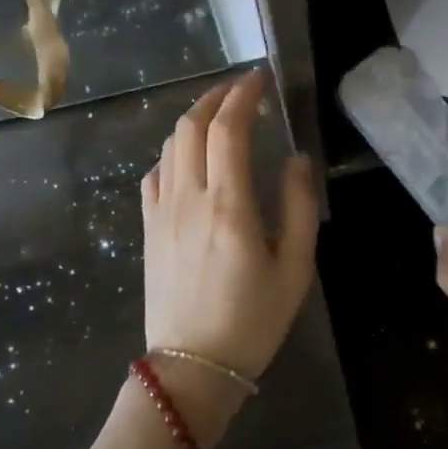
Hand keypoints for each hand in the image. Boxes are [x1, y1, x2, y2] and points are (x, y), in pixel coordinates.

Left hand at [140, 70, 319, 398]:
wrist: (191, 370)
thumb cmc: (252, 321)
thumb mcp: (294, 267)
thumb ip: (299, 205)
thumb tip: (296, 158)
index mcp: (228, 204)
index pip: (228, 128)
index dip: (243, 94)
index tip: (260, 78)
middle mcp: (189, 197)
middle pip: (191, 125)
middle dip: (216, 96)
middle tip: (242, 88)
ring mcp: (161, 212)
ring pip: (170, 145)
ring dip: (194, 119)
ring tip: (220, 116)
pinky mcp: (148, 228)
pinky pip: (154, 174)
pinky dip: (173, 151)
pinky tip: (190, 159)